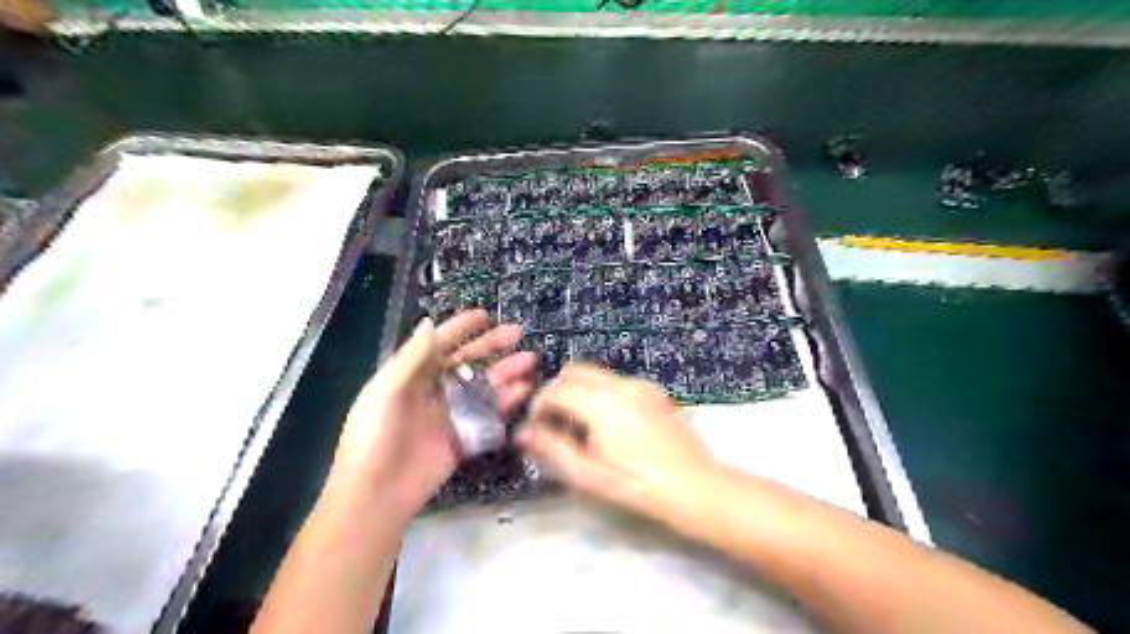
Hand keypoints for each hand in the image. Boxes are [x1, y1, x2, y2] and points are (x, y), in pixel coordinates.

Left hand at [327, 310, 536, 521]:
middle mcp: (432, 391)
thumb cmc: (374, 438)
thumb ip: (412, 359)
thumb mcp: (387, 393)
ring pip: (482, 387)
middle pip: (466, 362)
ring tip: (529, 360)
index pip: (438, 344)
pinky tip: (522, 391)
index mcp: (409, 377)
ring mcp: (449, 415)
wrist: (376, 496)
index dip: (460, 328)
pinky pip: (488, 415)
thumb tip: (429, 322)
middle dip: (492, 347)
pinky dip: (505, 402)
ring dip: (505, 373)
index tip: (484, 315)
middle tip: (517, 333)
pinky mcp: (463, 438)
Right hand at [515, 363, 707, 516]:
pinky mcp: (656, 392)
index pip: (554, 391)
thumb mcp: (588, 476)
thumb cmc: (637, 485)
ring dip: (581, 393)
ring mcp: (641, 385)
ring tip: (586, 429)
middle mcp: (619, 384)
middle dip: (559, 393)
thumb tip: (523, 433)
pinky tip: (614, 426)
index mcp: (600, 403)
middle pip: (574, 371)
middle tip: (559, 426)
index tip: (538, 430)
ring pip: (596, 375)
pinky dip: (604, 394)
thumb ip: (552, 449)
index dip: (539, 408)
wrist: (695, 487)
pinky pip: (618, 383)